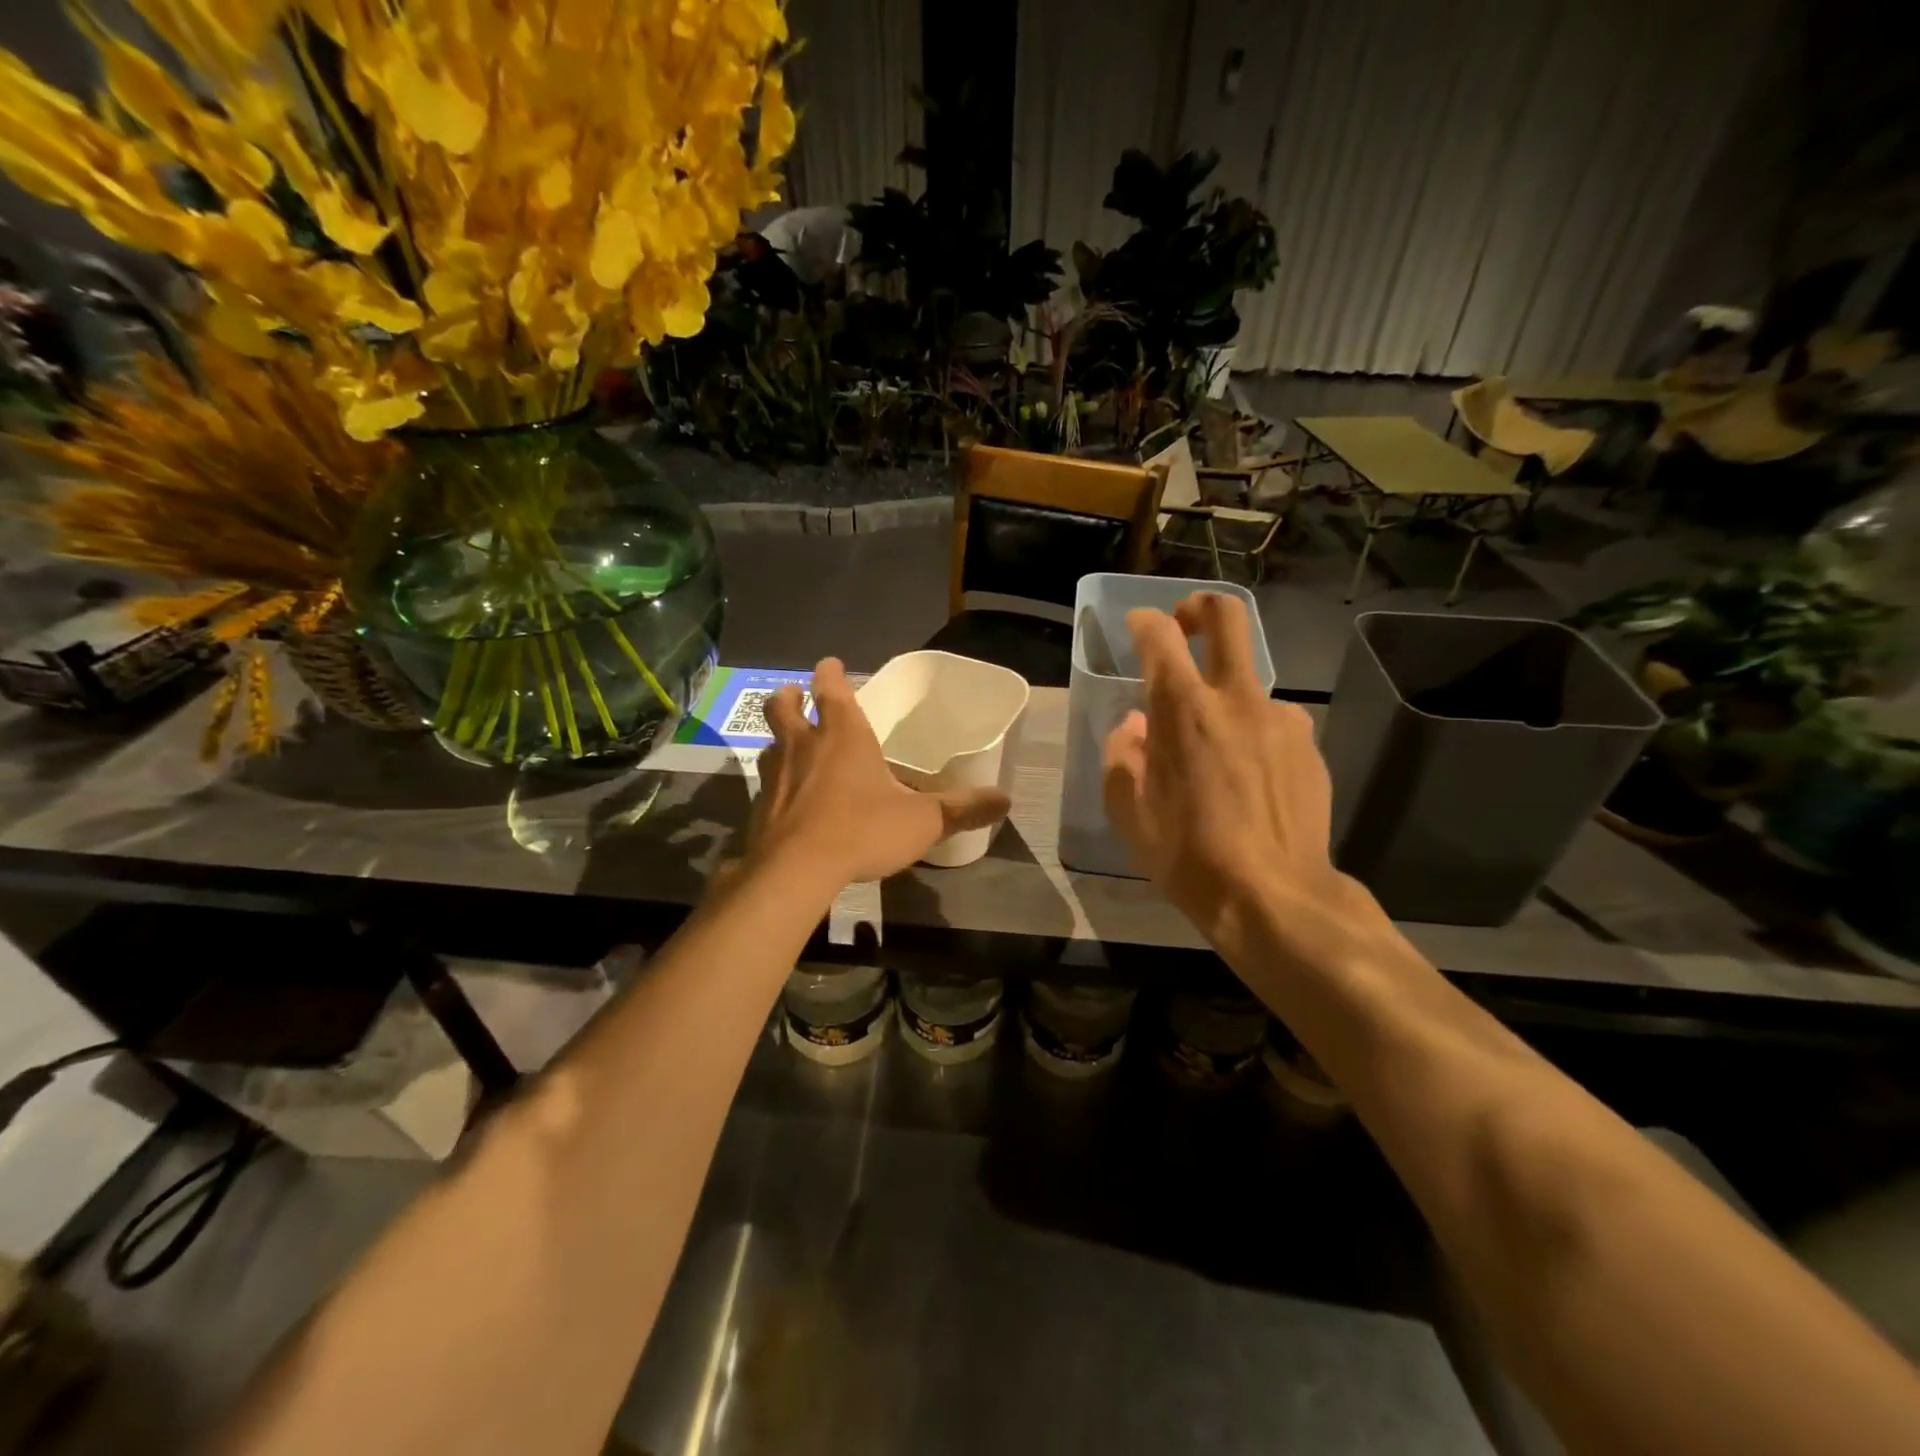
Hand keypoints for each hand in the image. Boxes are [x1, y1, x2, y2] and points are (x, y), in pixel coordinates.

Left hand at [748, 658, 1010, 891]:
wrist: (795, 872)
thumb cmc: (862, 830)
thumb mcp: (923, 821)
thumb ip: (963, 809)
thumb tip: (1006, 799)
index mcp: (842, 734)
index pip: (829, 687)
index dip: (829, 672)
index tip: (829, 665)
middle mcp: (803, 746)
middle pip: (782, 707)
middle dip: (789, 698)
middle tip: (794, 696)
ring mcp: (774, 776)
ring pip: (769, 745)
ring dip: (779, 740)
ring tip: (791, 749)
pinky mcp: (759, 809)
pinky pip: (765, 785)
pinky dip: (775, 784)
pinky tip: (788, 802)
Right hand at [1101, 593, 1341, 943]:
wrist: (1272, 896)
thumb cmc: (1186, 854)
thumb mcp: (1127, 809)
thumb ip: (1123, 753)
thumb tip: (1136, 725)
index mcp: (1183, 710)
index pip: (1160, 636)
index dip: (1144, 621)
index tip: (1137, 626)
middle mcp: (1237, 699)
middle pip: (1228, 617)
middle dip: (1201, 607)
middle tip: (1185, 624)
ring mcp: (1281, 720)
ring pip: (1252, 680)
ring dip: (1227, 695)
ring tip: (1216, 748)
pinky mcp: (1309, 747)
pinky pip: (1275, 723)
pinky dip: (1255, 734)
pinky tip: (1250, 778)